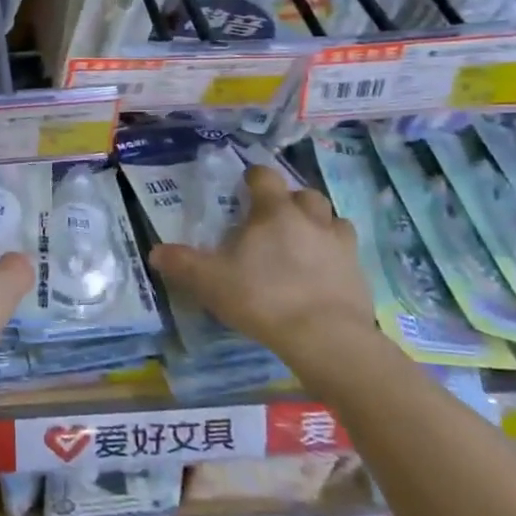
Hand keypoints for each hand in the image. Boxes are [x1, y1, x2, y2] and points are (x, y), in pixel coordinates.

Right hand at [149, 165, 375, 381]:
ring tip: (303, 243)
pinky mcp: (360, 274)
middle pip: (305, 194)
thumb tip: (155, 252)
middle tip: (274, 219)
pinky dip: (335, 257)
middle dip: (291, 200)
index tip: (245, 186)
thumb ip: (182, 264)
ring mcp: (341, 246)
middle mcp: (311, 219)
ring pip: (333, 220)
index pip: (265, 177)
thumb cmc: (262, 298)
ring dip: (319, 225)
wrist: (326, 338)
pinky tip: (322, 275)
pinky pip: (347, 254)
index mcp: (274, 212)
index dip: (254, 178)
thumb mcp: (210, 282)